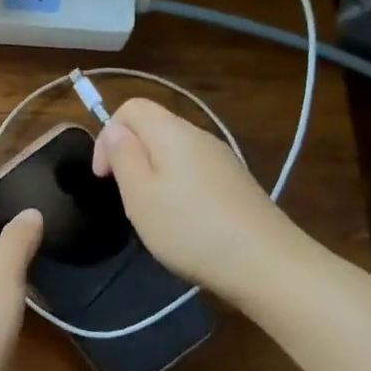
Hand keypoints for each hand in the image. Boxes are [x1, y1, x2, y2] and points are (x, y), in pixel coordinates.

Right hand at [90, 97, 309, 295]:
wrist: (265, 263)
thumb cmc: (190, 228)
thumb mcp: (140, 194)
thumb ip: (123, 156)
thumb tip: (115, 129)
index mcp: (173, 132)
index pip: (132, 107)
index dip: (108, 136)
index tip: (105, 176)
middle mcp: (200, 137)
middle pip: (153, 129)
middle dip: (130, 158)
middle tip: (129, 200)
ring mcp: (222, 160)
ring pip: (173, 153)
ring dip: (153, 177)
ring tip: (154, 216)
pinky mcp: (235, 184)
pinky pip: (193, 173)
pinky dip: (178, 190)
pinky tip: (183, 224)